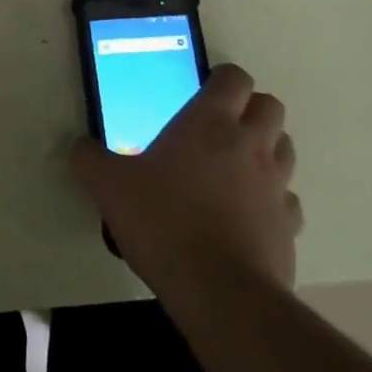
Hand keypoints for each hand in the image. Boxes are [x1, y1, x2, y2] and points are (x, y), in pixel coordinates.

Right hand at [72, 64, 301, 298]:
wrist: (219, 293)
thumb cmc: (162, 221)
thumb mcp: (108, 185)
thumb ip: (90, 159)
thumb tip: (81, 147)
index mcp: (209, 122)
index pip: (235, 78)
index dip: (223, 78)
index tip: (202, 90)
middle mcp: (250, 145)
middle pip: (271, 106)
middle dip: (251, 109)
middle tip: (221, 125)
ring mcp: (277, 186)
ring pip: (285, 148)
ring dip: (265, 149)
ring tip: (234, 166)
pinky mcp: (290, 227)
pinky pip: (288, 200)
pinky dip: (272, 199)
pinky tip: (246, 213)